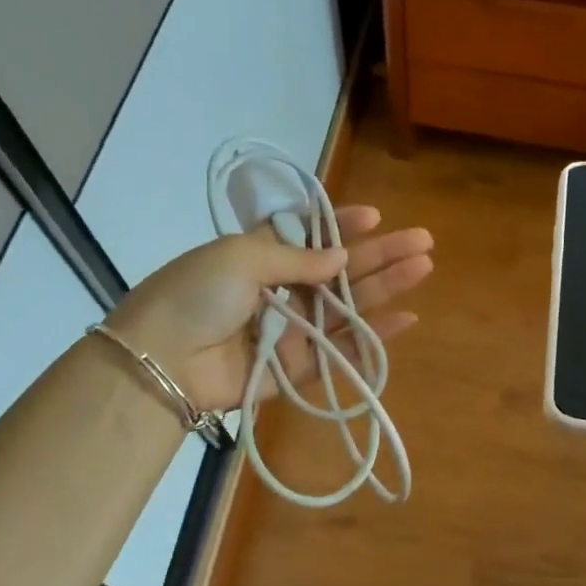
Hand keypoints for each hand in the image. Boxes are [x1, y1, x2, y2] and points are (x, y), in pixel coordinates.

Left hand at [102, 206, 432, 411]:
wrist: (162, 360)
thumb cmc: (196, 293)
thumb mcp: (240, 256)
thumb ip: (295, 258)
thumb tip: (341, 259)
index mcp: (260, 255)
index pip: (310, 235)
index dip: (343, 226)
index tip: (375, 217)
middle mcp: (281, 290)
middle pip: (341, 270)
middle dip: (381, 254)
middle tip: (423, 242)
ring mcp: (293, 330)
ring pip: (349, 307)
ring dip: (387, 287)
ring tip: (423, 267)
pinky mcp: (298, 368)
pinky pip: (343, 351)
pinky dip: (374, 337)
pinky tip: (406, 318)